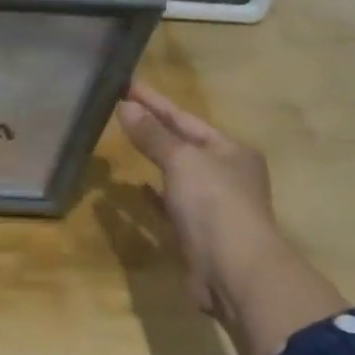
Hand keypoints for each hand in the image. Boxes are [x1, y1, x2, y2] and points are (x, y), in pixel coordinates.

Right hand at [117, 82, 277, 314]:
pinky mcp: (195, 232)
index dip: (154, 101)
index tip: (126, 83)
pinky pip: (169, 204)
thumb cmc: (214, 205)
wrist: (233, 271)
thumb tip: (125, 105)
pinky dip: (152, 194)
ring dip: (152, 158)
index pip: (184, 118)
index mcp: (231, 151)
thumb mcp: (182, 161)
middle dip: (154, 127)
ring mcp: (212, 205)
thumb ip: (152, 135)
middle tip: (120, 108)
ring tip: (123, 142)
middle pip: (183, 143)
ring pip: (176, 173)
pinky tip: (135, 189)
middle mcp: (225, 174)